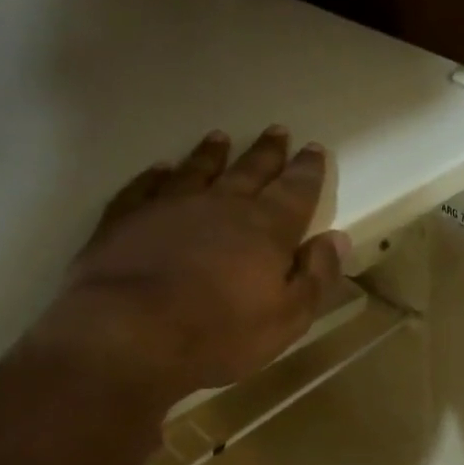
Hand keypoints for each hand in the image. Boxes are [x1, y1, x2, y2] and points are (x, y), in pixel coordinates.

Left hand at [34, 127, 350, 406]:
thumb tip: (336, 239)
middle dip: (267, 152)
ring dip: (212, 154)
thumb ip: (315, 277)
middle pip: (250, 171)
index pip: (295, 191)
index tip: (314, 150)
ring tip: (221, 138)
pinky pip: (145, 186)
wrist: (130, 333)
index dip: (307, 171)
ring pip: (198, 170)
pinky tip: (160, 168)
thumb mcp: (287, 318)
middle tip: (277, 131)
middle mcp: (221, 205)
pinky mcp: (127, 218)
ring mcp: (170, 206)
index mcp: (266, 228)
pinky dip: (155, 175)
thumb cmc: (219, 333)